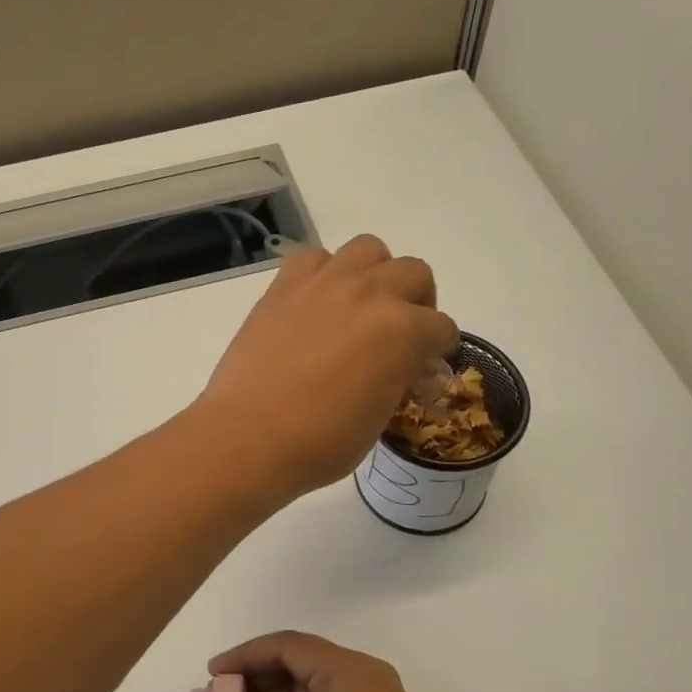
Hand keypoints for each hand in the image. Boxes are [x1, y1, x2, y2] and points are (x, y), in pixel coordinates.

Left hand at [192, 236, 457, 500]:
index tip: (424, 366)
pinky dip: (324, 272)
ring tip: (362, 305)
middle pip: (415, 272)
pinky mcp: (284, 286)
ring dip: (376, 273)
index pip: (442, 328)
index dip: (438, 349)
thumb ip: (398, 380)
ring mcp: (324, 284)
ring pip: (369, 249)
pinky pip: (315, 257)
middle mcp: (369, 294)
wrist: (249, 436)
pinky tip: (318, 301)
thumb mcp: (380, 417)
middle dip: (417, 302)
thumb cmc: (320, 442)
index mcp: (402, 331)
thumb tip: (402, 368)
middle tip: (400, 331)